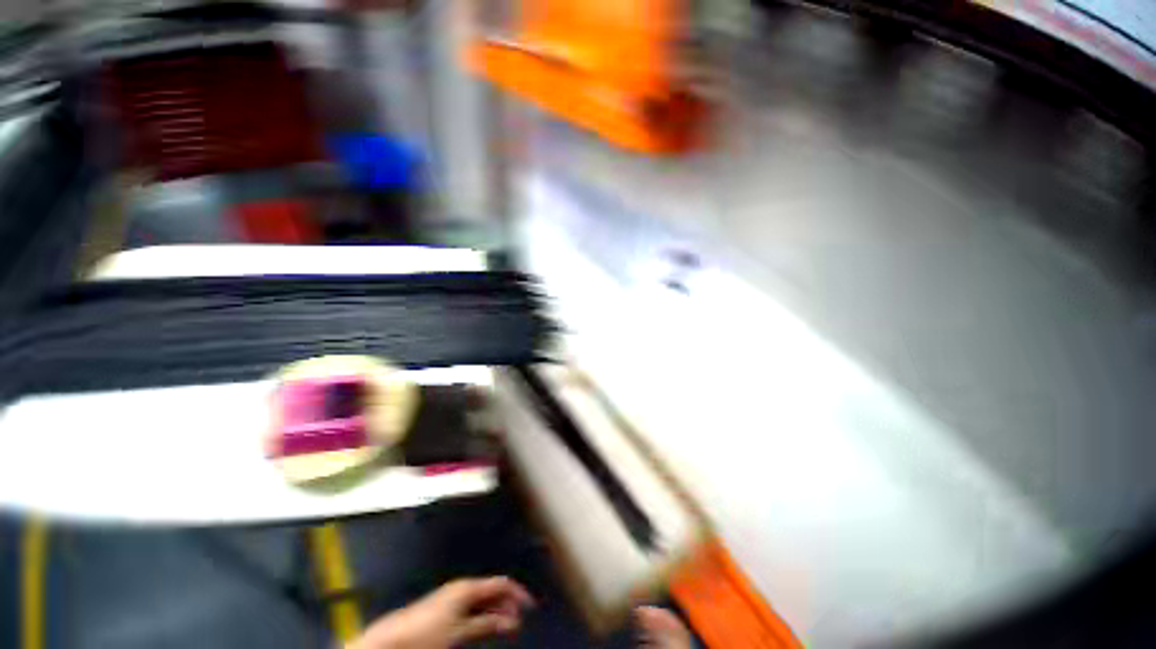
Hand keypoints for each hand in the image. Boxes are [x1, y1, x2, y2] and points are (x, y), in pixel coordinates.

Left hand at [349, 577, 534, 648]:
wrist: (393, 639)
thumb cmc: (429, 635)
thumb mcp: (460, 632)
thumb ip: (486, 625)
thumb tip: (511, 621)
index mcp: (468, 588)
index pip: (501, 583)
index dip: (518, 594)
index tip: (531, 608)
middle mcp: (463, 587)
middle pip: (492, 590)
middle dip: (507, 605)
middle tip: (519, 623)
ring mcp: (453, 596)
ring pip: (483, 599)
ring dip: (496, 612)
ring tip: (506, 628)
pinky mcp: (445, 607)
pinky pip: (472, 607)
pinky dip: (483, 616)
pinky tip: (486, 627)